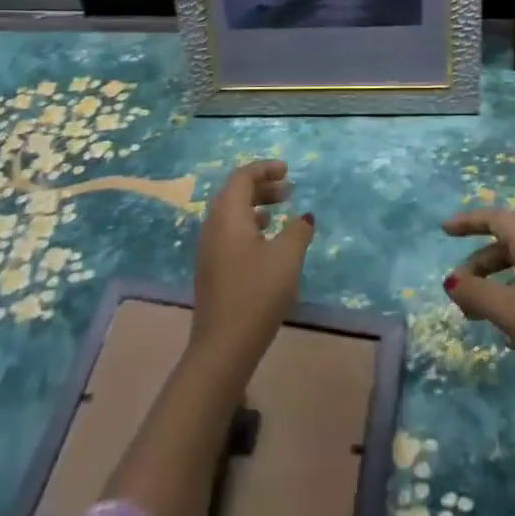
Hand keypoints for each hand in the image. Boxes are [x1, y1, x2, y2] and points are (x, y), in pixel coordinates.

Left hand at [191, 160, 314, 370]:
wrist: (223, 347)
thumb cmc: (257, 294)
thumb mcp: (287, 257)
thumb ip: (298, 230)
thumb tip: (305, 217)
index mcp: (228, 215)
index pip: (242, 177)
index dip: (265, 168)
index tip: (288, 170)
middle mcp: (213, 225)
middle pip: (235, 192)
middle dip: (262, 186)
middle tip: (289, 190)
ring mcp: (209, 248)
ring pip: (231, 213)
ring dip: (256, 206)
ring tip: (280, 212)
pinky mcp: (211, 268)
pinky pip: (229, 232)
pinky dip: (249, 225)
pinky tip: (266, 241)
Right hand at [441, 207, 514, 389]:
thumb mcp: (507, 309)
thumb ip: (475, 293)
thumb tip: (451, 281)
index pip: (496, 218)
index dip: (468, 221)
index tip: (444, 231)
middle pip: (505, 246)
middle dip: (477, 265)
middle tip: (458, 290)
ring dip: (493, 286)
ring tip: (476, 315)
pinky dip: (512, 300)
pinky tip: (508, 334)